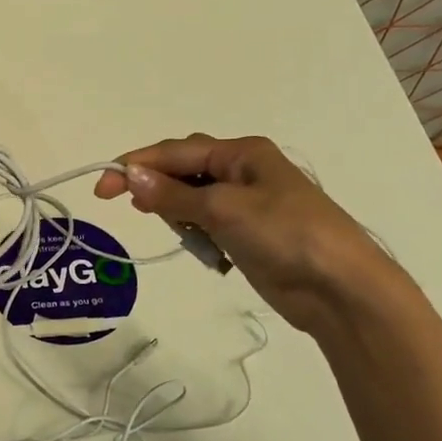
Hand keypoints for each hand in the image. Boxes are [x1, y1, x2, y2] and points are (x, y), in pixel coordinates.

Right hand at [94, 133, 388, 332]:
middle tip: (132, 208)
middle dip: (157, 186)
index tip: (102, 188)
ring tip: (177, 232)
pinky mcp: (248, 234)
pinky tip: (197, 246)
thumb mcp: (224, 209)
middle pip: (183, 170)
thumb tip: (130, 175)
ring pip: (192, 199)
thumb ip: (173, 195)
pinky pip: (206, 224)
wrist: (339, 288)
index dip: (136, 166)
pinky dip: (195, 233)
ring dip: (177, 213)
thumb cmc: (285, 234)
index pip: (175, 152)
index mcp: (242, 153)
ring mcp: (247, 203)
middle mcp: (242, 171)